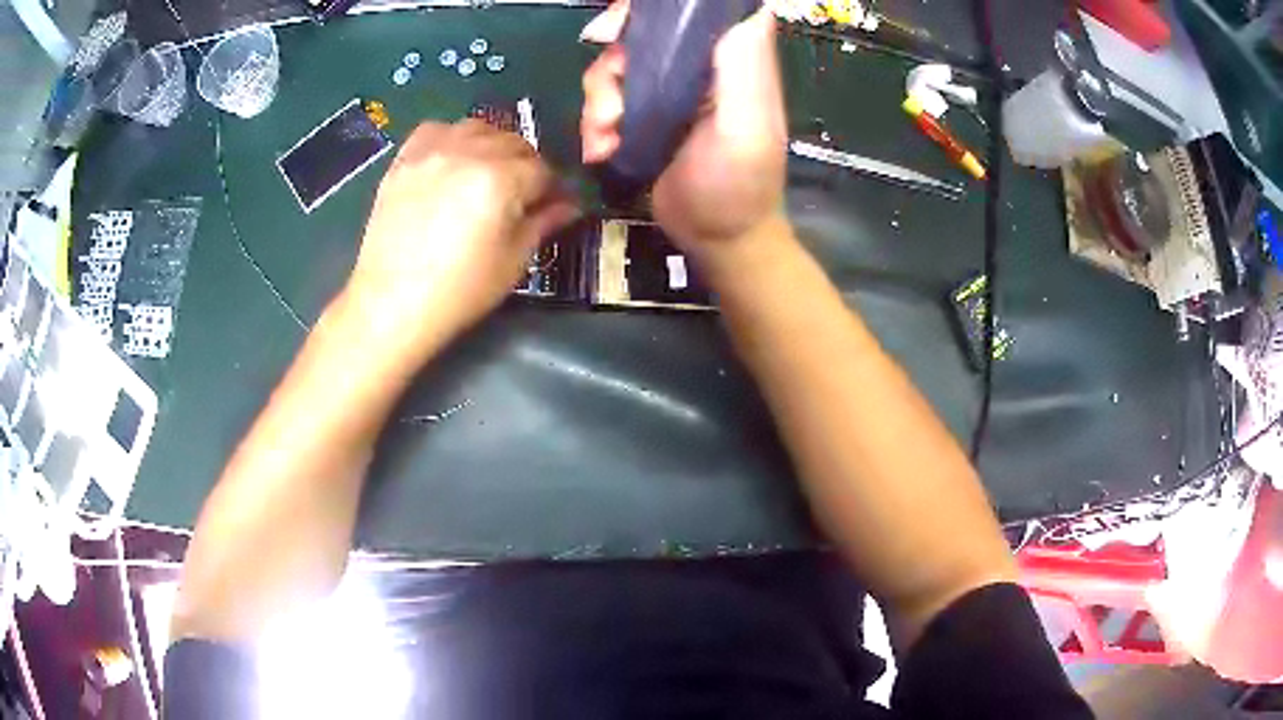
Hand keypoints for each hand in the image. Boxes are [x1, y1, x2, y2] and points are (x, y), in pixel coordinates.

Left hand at [347, 121, 577, 347]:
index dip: (553, 189)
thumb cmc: (459, 291)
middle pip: (513, 142)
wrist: (392, 304)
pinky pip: (436, 130)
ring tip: (487, 174)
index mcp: (501, 179)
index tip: (554, 205)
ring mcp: (432, 152)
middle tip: (523, 195)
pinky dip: (452, 139)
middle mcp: (468, 153)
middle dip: (526, 165)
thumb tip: (569, 206)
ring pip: (477, 128)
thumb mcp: (513, 261)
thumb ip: (543, 223)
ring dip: (492, 145)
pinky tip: (452, 162)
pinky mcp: (404, 160)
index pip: (543, 170)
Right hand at [581, 2, 787, 260]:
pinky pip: (606, 100)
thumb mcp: (747, 124)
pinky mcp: (644, 117)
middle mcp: (698, 67)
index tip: (622, 24)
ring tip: (607, 134)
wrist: (717, 240)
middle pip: (643, 33)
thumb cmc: (739, 185)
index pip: (697, 12)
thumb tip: (744, 8)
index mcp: (731, 59)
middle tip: (608, 89)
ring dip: (600, 99)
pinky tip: (602, 148)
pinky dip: (596, 122)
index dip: (654, 8)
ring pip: (616, 67)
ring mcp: (668, 91)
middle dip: (615, 58)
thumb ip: (744, 65)